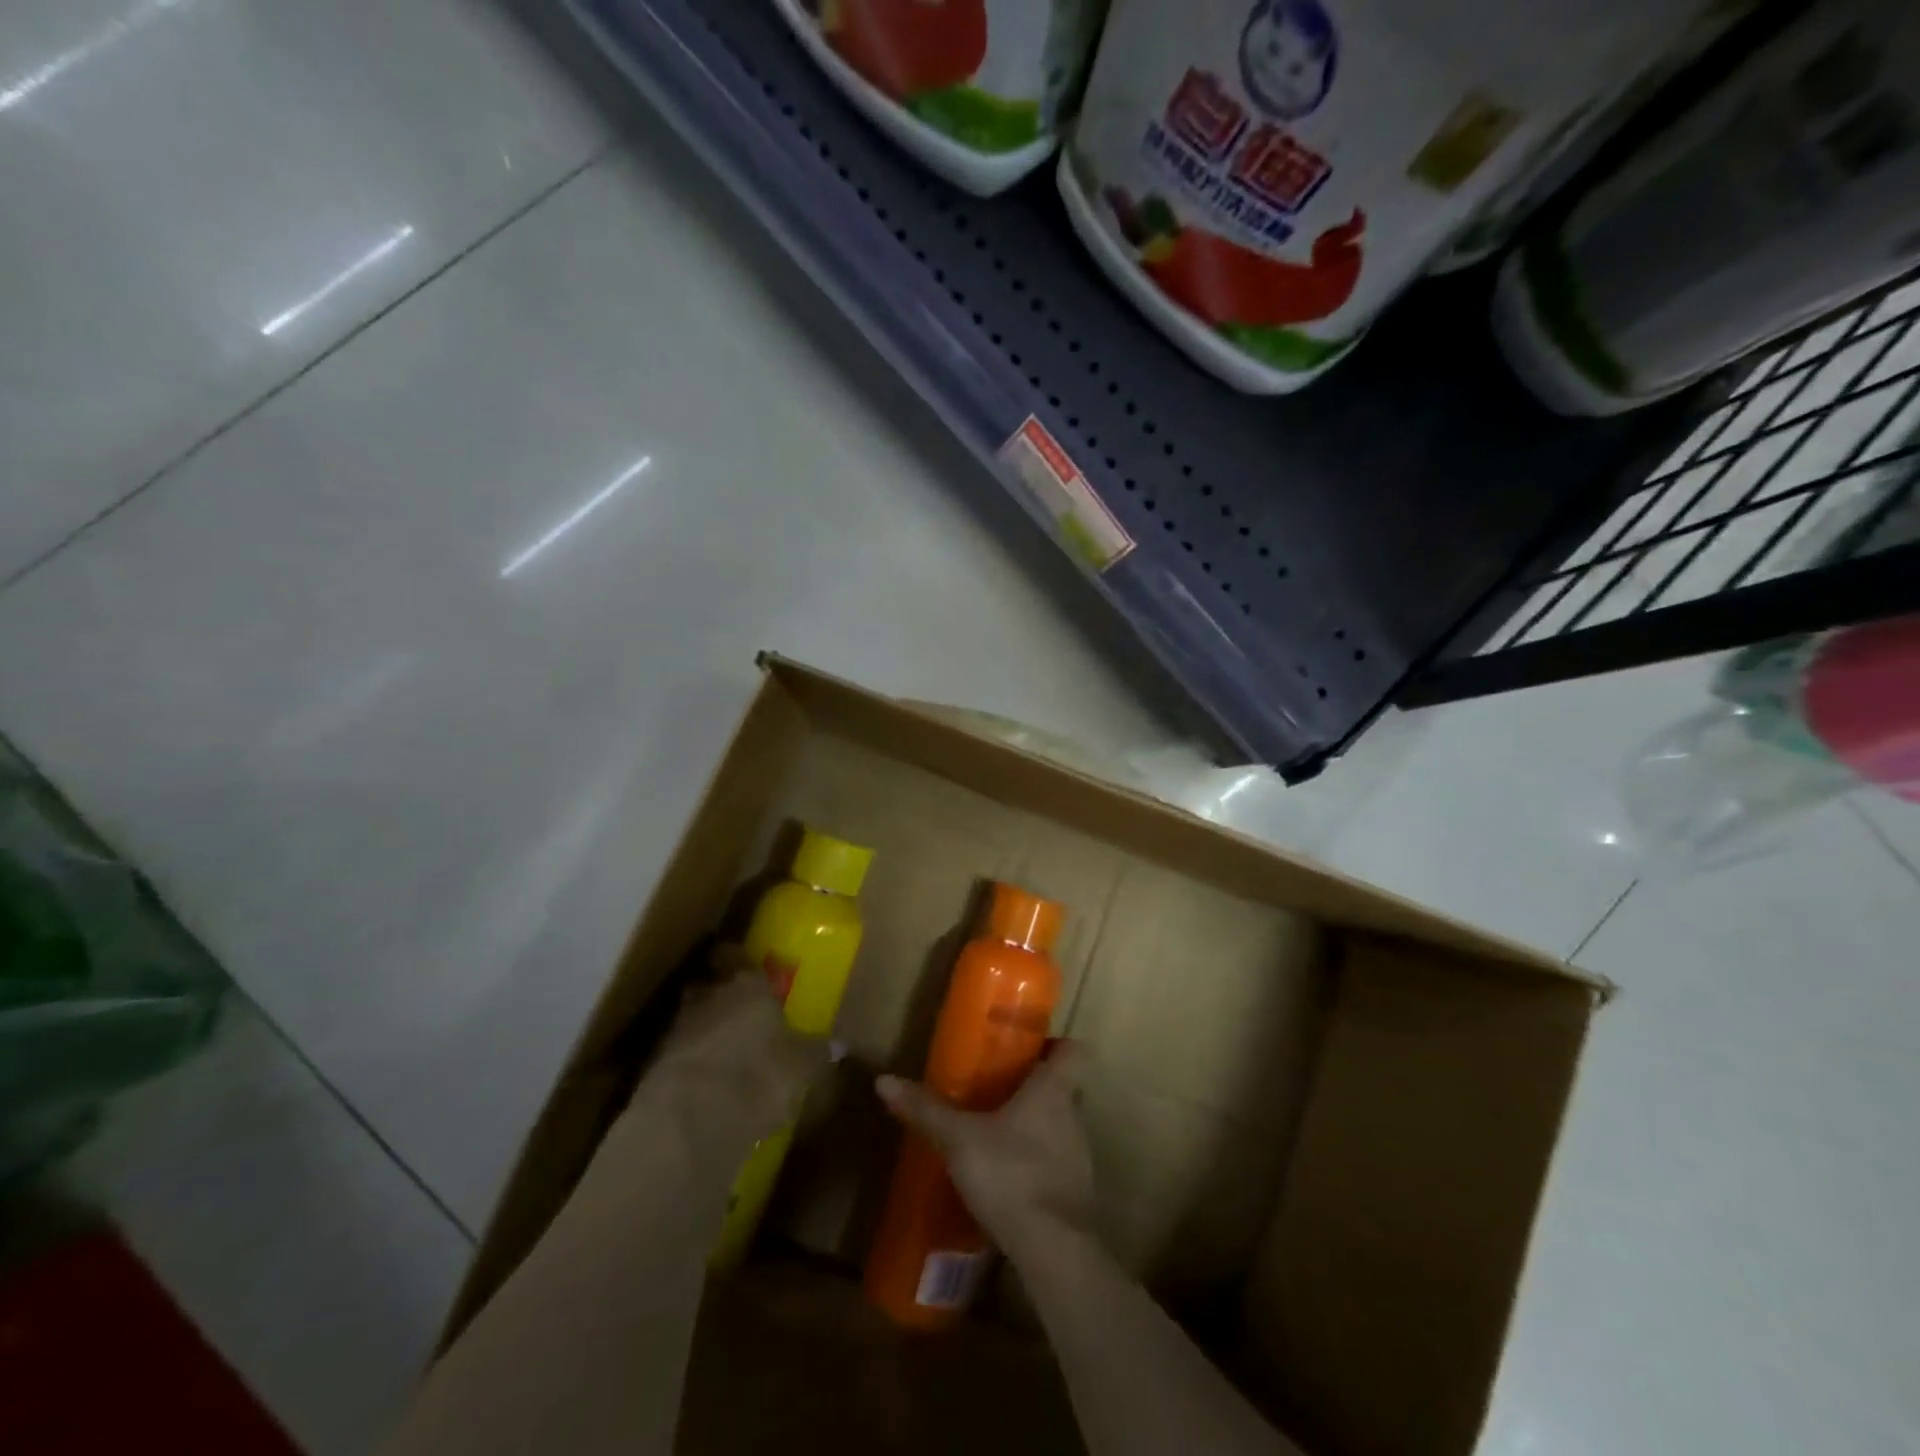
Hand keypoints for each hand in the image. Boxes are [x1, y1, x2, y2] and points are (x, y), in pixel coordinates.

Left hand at [643, 951, 828, 1142]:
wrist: (690, 1120)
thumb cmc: (759, 1075)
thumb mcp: (804, 1067)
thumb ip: (817, 1052)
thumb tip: (838, 1044)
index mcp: (748, 984)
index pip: (736, 955)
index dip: (739, 959)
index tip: (747, 967)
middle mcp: (709, 996)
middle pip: (710, 984)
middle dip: (721, 995)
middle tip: (740, 1011)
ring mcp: (676, 1030)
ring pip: (692, 1019)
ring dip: (704, 1030)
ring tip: (724, 1052)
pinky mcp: (653, 1066)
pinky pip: (679, 1055)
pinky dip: (691, 1064)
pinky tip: (706, 1085)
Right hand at [875, 1041, 1096, 1259]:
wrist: (1054, 1251)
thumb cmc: (1011, 1175)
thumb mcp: (959, 1139)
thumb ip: (926, 1110)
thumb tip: (884, 1080)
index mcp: (1052, 1091)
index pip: (1074, 1051)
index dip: (1055, 1044)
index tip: (1027, 1049)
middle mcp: (1073, 1118)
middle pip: (1062, 1089)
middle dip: (1032, 1089)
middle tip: (997, 1091)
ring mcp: (1079, 1159)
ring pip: (1059, 1128)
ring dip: (1033, 1129)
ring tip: (995, 1136)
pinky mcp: (1075, 1196)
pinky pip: (1055, 1166)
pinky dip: (1034, 1166)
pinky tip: (1005, 1181)